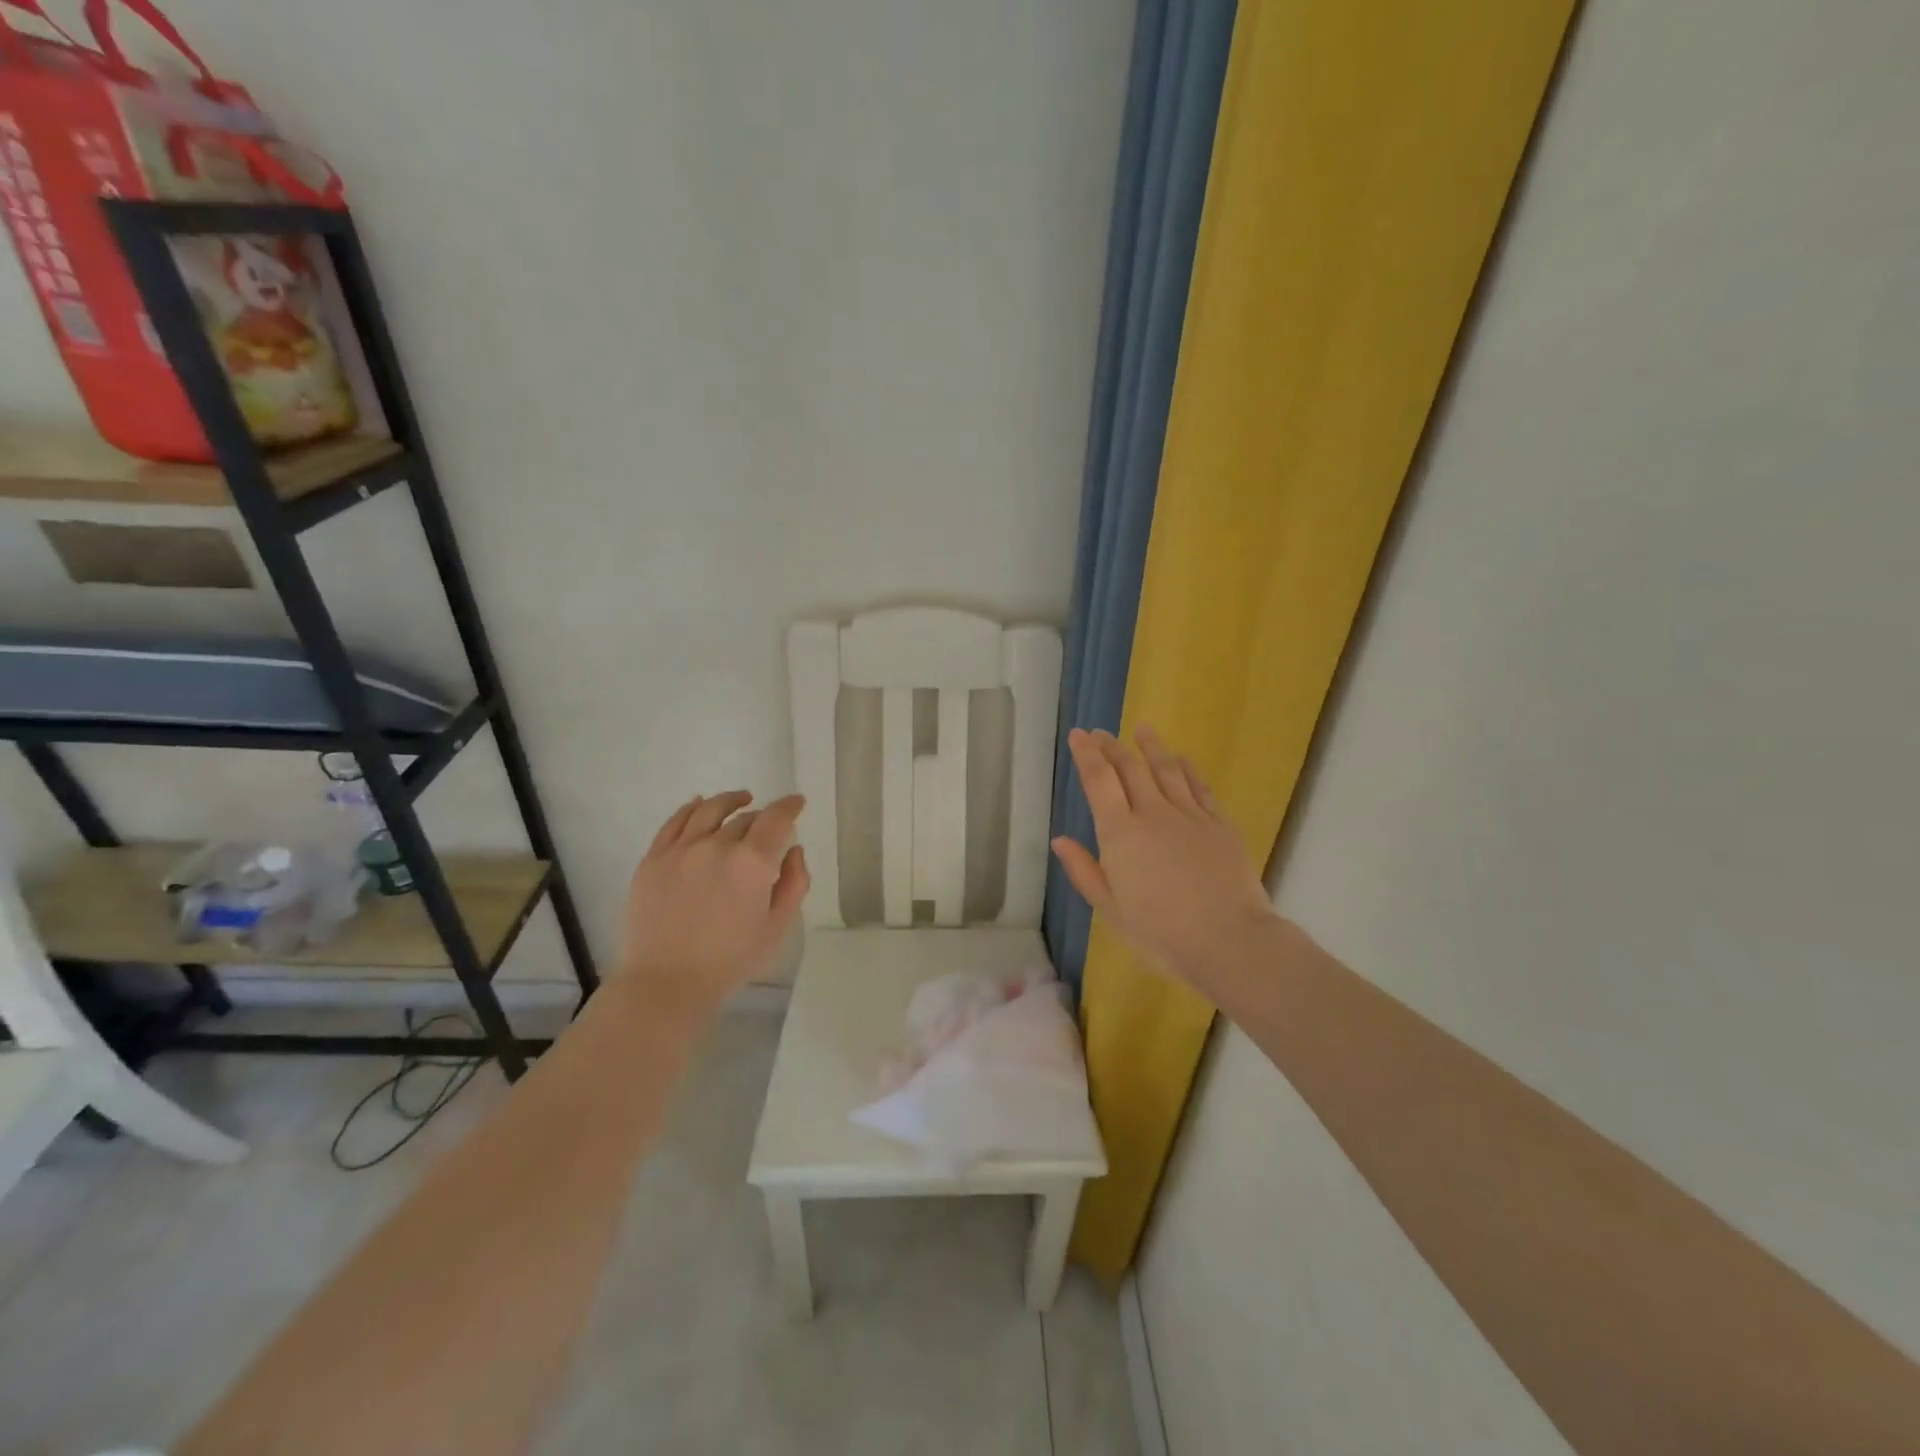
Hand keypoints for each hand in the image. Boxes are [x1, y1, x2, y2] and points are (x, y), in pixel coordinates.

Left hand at [621, 790, 809, 1017]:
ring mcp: (681, 849)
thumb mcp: (778, 927)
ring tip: (740, 799)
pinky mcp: (653, 859)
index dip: (790, 806)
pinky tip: (698, 804)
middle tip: (769, 825)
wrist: (667, 984)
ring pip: (709, 810)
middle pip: (745, 817)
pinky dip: (690, 808)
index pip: (776, 818)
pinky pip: (674, 822)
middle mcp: (716, 845)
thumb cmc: (731, 961)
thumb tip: (793, 851)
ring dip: (729, 801)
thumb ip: (794, 883)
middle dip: (762, 817)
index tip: (797, 802)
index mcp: (752, 862)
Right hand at [1051, 727, 1281, 993]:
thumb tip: (1059, 840)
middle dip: (1112, 747)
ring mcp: (1190, 816)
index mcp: (1120, 833)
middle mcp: (1153, 813)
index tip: (1079, 735)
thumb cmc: (1160, 932)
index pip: (1099, 781)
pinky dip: (1189, 769)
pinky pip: (1200, 787)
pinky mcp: (1220, 825)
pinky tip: (1183, 759)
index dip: (1087, 755)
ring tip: (1142, 730)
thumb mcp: (1110, 909)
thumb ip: (1084, 871)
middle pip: (1130, 769)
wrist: (1228, 940)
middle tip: (1101, 732)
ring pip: (1167, 770)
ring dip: (1152, 748)